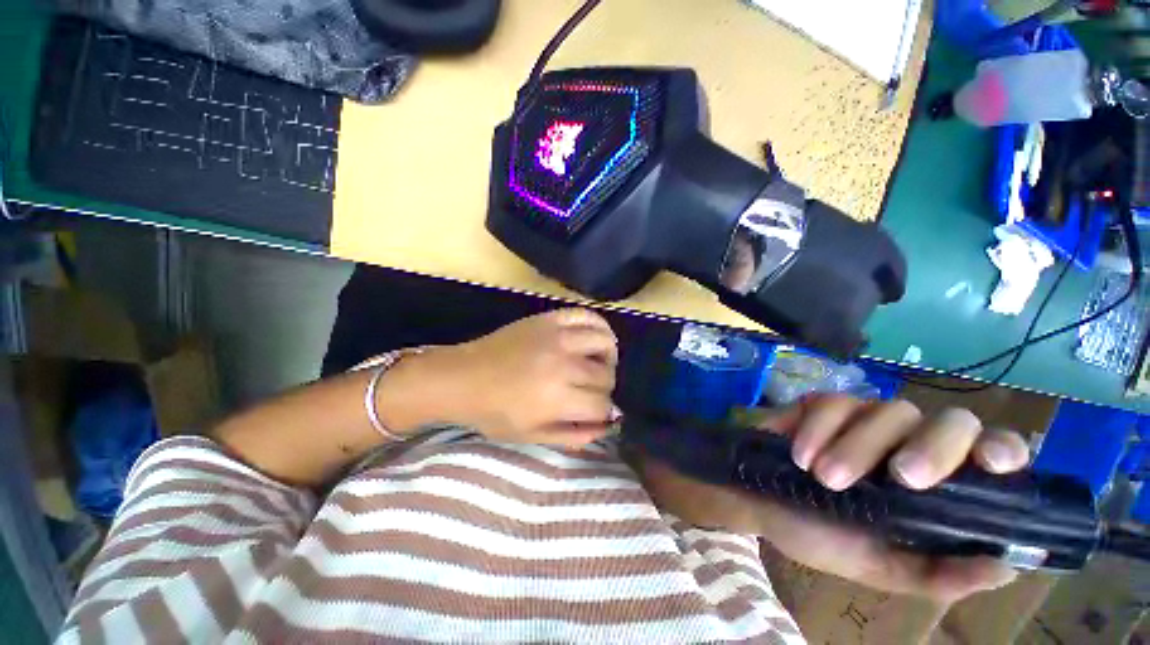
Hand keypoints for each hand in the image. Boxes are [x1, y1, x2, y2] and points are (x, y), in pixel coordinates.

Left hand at [396, 308, 618, 445]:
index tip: (594, 412)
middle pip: (605, 375)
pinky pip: (586, 315)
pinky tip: (596, 337)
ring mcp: (557, 337)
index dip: (603, 412)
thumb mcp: (532, 436)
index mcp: (557, 398)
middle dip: (604, 388)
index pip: (602, 404)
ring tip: (599, 363)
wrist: (463, 377)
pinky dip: (599, 325)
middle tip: (591, 391)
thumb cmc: (494, 412)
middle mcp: (563, 364)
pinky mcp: (549, 320)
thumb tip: (606, 426)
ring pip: (604, 342)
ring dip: (608, 356)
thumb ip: (573, 435)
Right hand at [634, 395, 1030, 602]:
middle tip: (899, 479)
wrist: (758, 503)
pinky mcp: (822, 405)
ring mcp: (865, 419)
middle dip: (931, 448)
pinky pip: (832, 403)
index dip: (1001, 449)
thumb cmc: (820, 535)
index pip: (991, 452)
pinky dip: (818, 429)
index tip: (991, 465)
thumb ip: (937, 574)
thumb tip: (1007, 566)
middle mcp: (910, 442)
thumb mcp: (879, 568)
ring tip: (825, 478)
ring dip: (857, 446)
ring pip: (885, 410)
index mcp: (936, 486)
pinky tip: (800, 455)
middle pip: (948, 420)